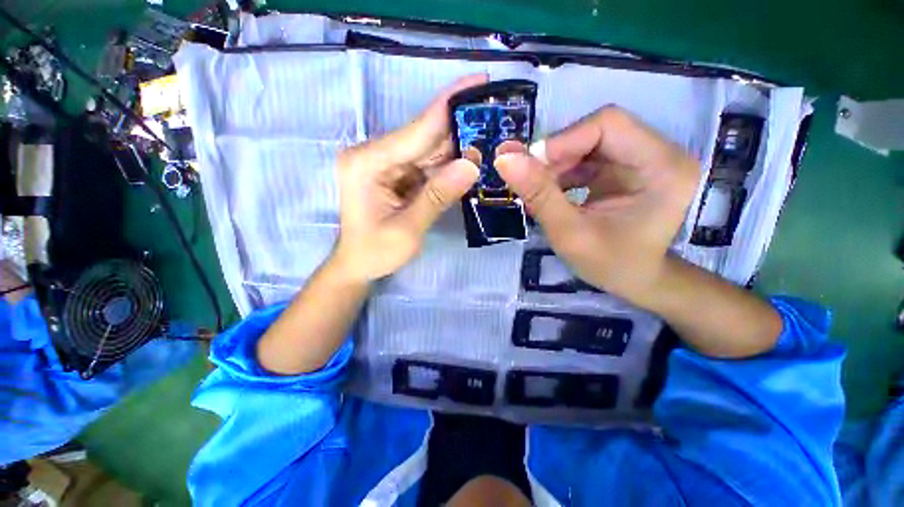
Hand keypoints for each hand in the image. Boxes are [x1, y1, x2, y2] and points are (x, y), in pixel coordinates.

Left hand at [332, 74, 484, 281]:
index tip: (479, 81)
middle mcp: (375, 155)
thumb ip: (437, 196)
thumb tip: (472, 165)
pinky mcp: (396, 174)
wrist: (358, 265)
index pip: (416, 130)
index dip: (448, 106)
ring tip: (491, 133)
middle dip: (459, 124)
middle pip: (424, 136)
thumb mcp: (407, 229)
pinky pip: (427, 165)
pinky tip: (471, 158)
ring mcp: (386, 164)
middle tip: (495, 111)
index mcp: (368, 163)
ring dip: (458, 144)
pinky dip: (449, 163)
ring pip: (429, 149)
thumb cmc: (375, 251)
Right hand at [496, 106, 699, 304]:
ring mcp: (645, 158)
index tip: (528, 168)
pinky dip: (563, 172)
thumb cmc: (609, 264)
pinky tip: (550, 193)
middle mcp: (660, 153)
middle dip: (556, 156)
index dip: (562, 141)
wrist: (635, 279)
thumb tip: (504, 159)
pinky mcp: (627, 166)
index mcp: (663, 167)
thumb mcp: (569, 233)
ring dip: (556, 165)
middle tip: (528, 181)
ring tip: (537, 193)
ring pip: (588, 143)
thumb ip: (539, 195)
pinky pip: (588, 157)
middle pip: (596, 131)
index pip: (607, 125)